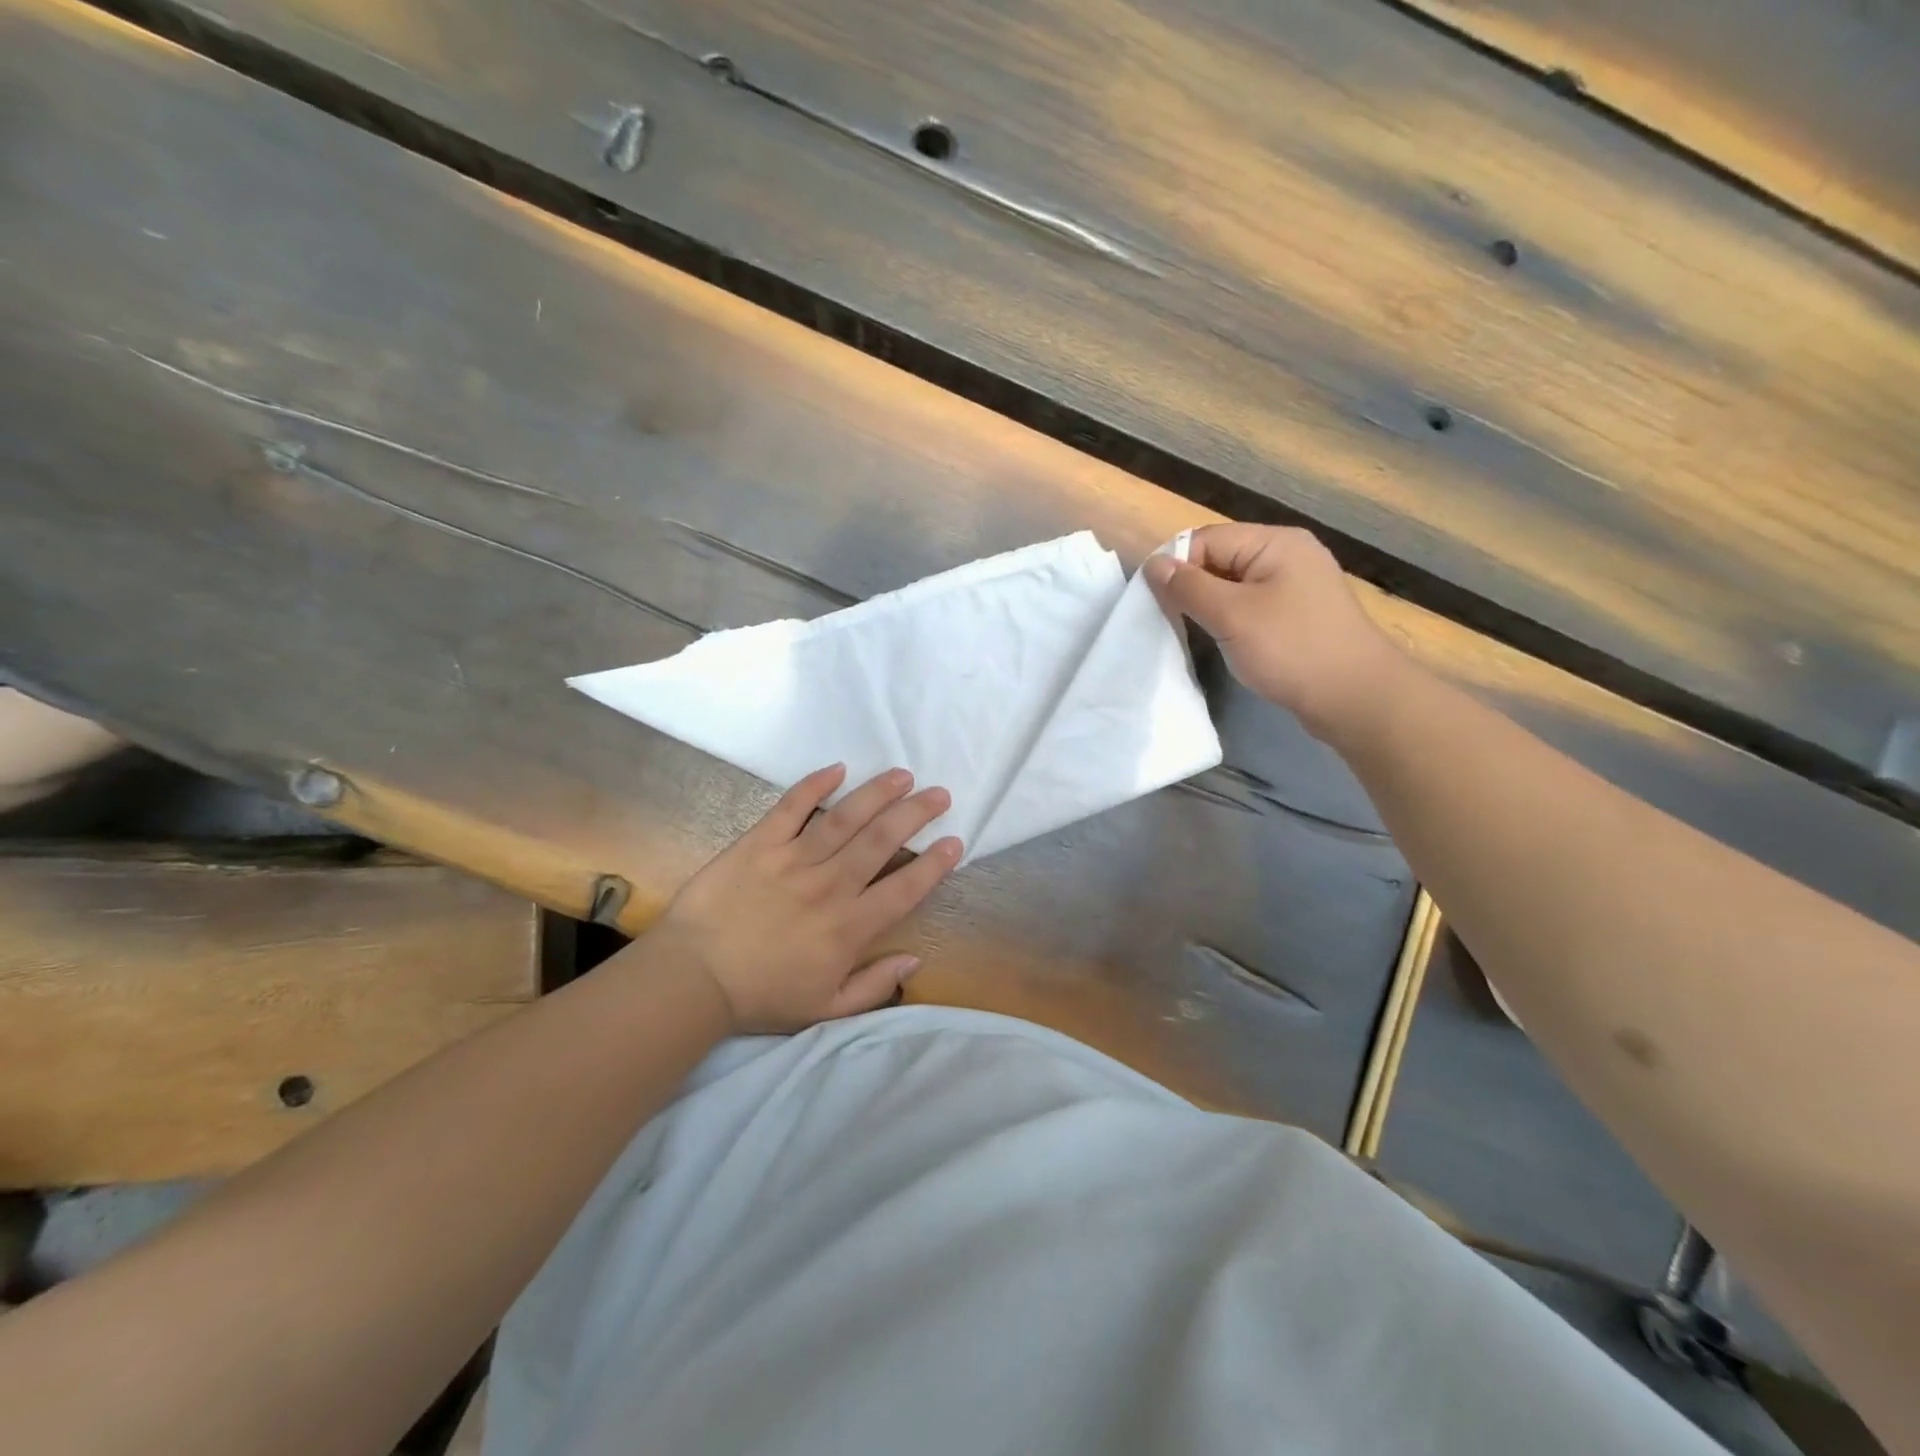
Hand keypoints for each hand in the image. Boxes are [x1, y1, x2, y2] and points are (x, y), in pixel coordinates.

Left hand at [650, 765, 962, 1032]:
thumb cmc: (761, 995)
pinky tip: (837, 769)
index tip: (955, 841)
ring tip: (902, 775)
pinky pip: (791, 807)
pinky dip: (814, 785)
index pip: (904, 888)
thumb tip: (915, 960)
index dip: (935, 864)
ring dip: (878, 793)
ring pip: (845, 818)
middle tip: (939, 795)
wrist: (692, 978)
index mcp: (849, 927)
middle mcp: (829, 886)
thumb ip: (874, 986)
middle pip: (881, 841)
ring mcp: (793, 860)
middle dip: (916, 813)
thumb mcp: (826, 1009)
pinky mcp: (759, 843)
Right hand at [1144, 525, 1404, 741]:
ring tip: (1195, 633)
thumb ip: (1188, 587)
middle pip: (1221, 559)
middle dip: (1193, 587)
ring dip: (1211, 607)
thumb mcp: (1231, 615)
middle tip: (1171, 621)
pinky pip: (1253, 607)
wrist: (1356, 698)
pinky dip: (1232, 621)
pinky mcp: (1299, 616)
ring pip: (1235, 586)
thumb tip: (1154, 564)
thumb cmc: (1291, 649)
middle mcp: (1288, 555)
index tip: (1155, 603)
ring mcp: (1297, 586)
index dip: (1177, 566)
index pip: (1207, 539)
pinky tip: (1226, 643)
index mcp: (1274, 543)